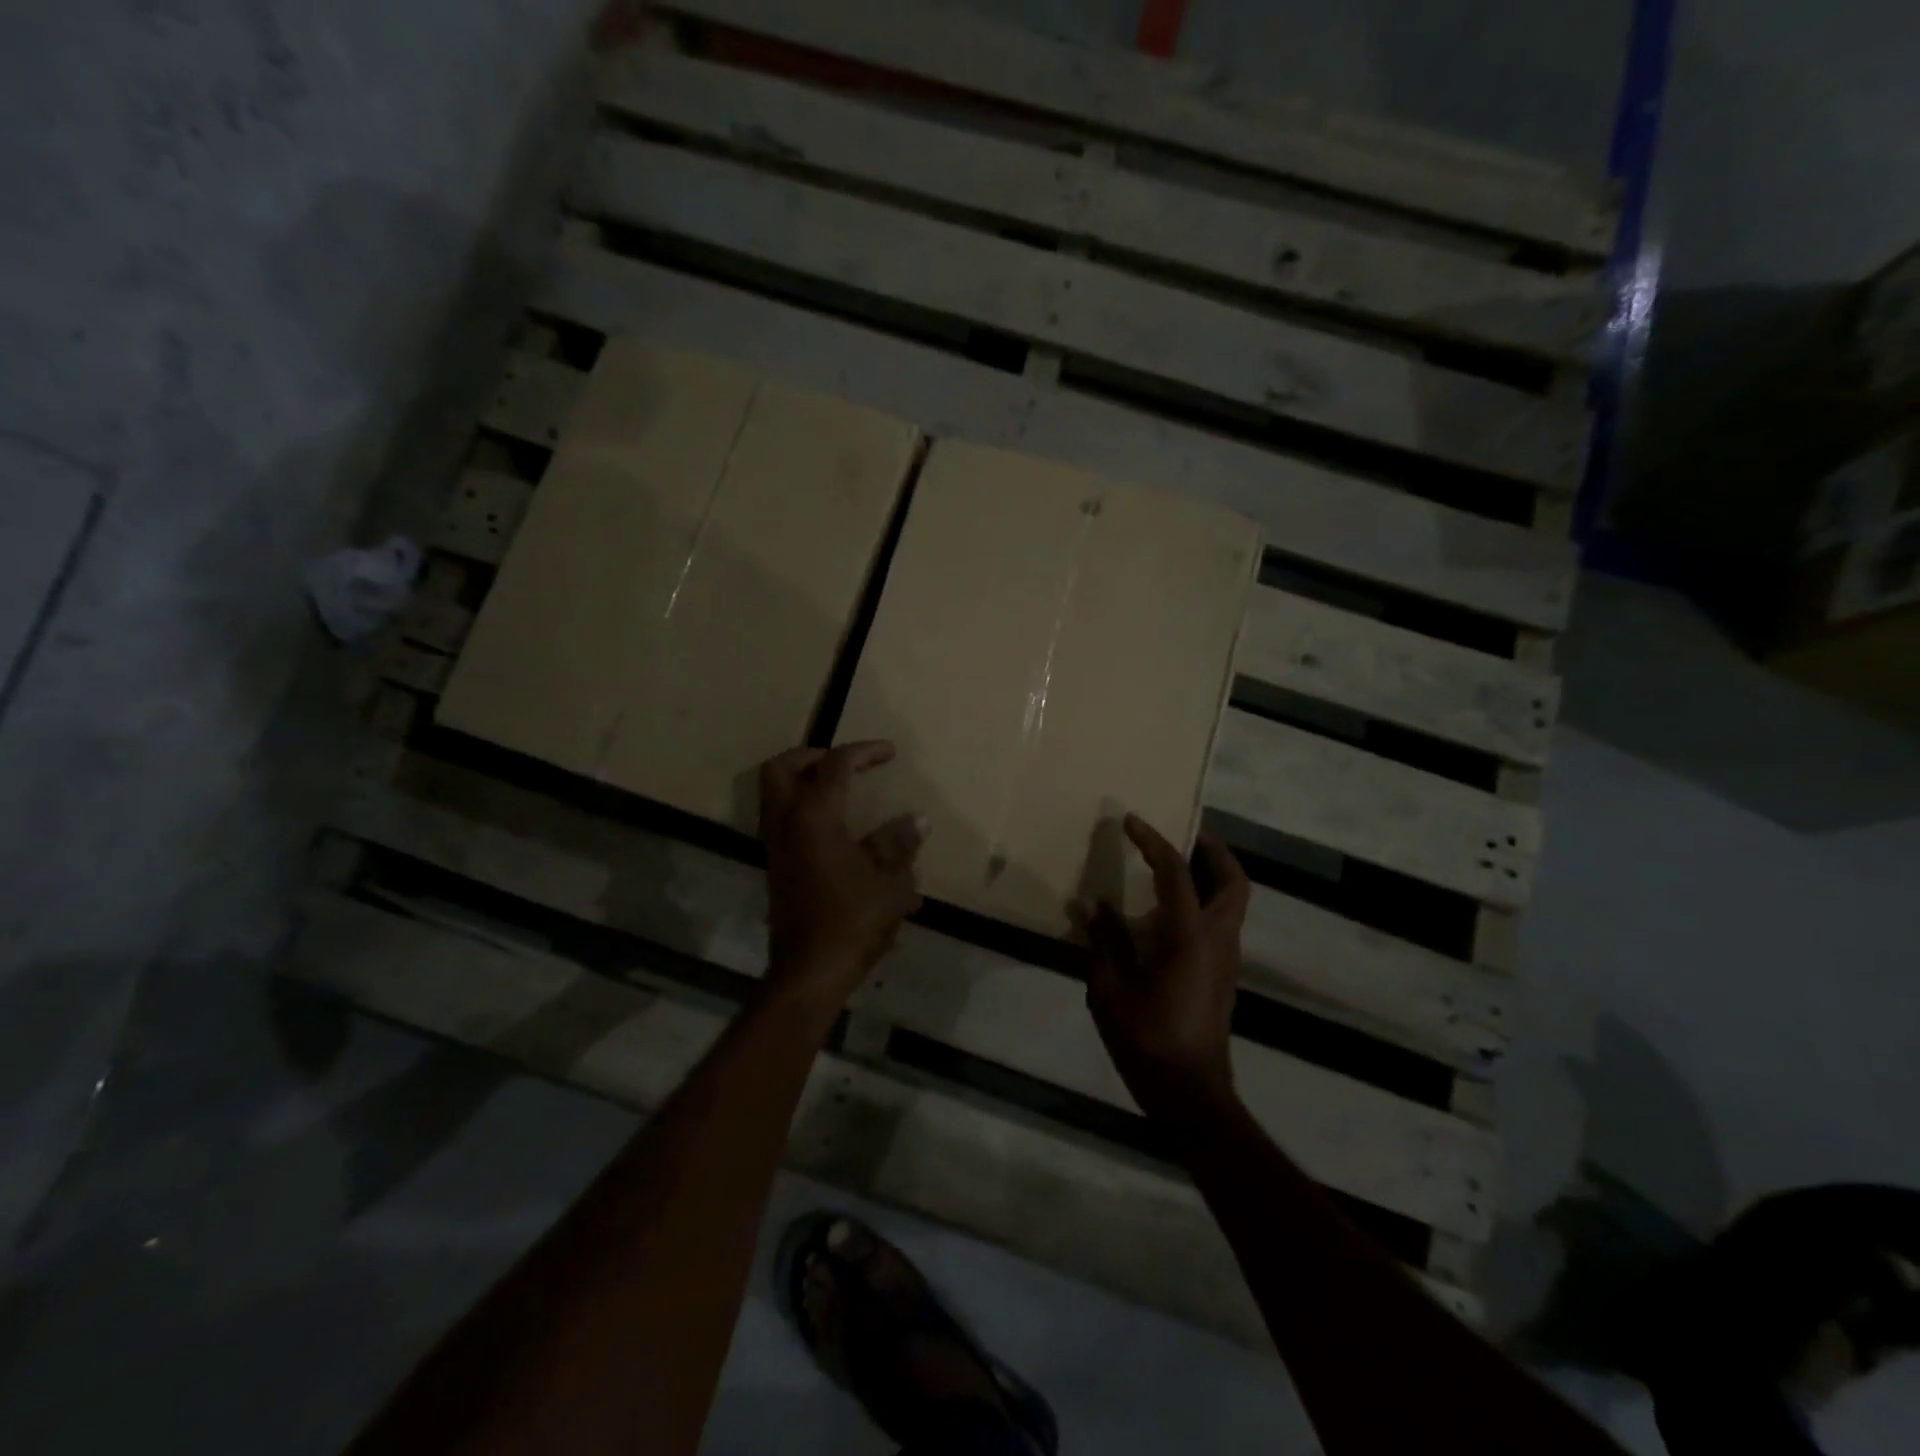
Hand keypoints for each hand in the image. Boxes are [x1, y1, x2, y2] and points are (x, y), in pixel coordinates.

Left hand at [759, 741, 926, 1003]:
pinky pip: (782, 820)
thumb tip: (916, 820)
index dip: (863, 752)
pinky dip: (803, 808)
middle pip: (782, 767)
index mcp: (814, 818)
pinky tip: (836, 827)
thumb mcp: (889, 882)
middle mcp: (786, 824)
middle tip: (847, 762)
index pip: (835, 765)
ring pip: (775, 794)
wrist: (810, 972)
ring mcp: (776, 847)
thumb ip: (898, 844)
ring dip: (803, 781)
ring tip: (841, 789)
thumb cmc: (852, 922)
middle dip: (813, 755)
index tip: (889, 752)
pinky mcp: (776, 867)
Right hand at [1077, 815, 1249, 1122]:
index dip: (1153, 842)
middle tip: (1185, 833)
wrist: (1191, 1094)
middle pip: (1234, 881)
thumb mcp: (1110, 990)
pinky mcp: (1223, 976)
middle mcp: (1218, 940)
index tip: (1132, 820)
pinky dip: (1205, 901)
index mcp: (1190, 937)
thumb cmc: (1148, 1040)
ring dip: (1212, 875)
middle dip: (1213, 851)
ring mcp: (1226, 959)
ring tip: (1174, 866)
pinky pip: (1221, 922)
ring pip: (1233, 902)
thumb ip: (1103, 943)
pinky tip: (1169, 912)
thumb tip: (1092, 906)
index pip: (1176, 873)